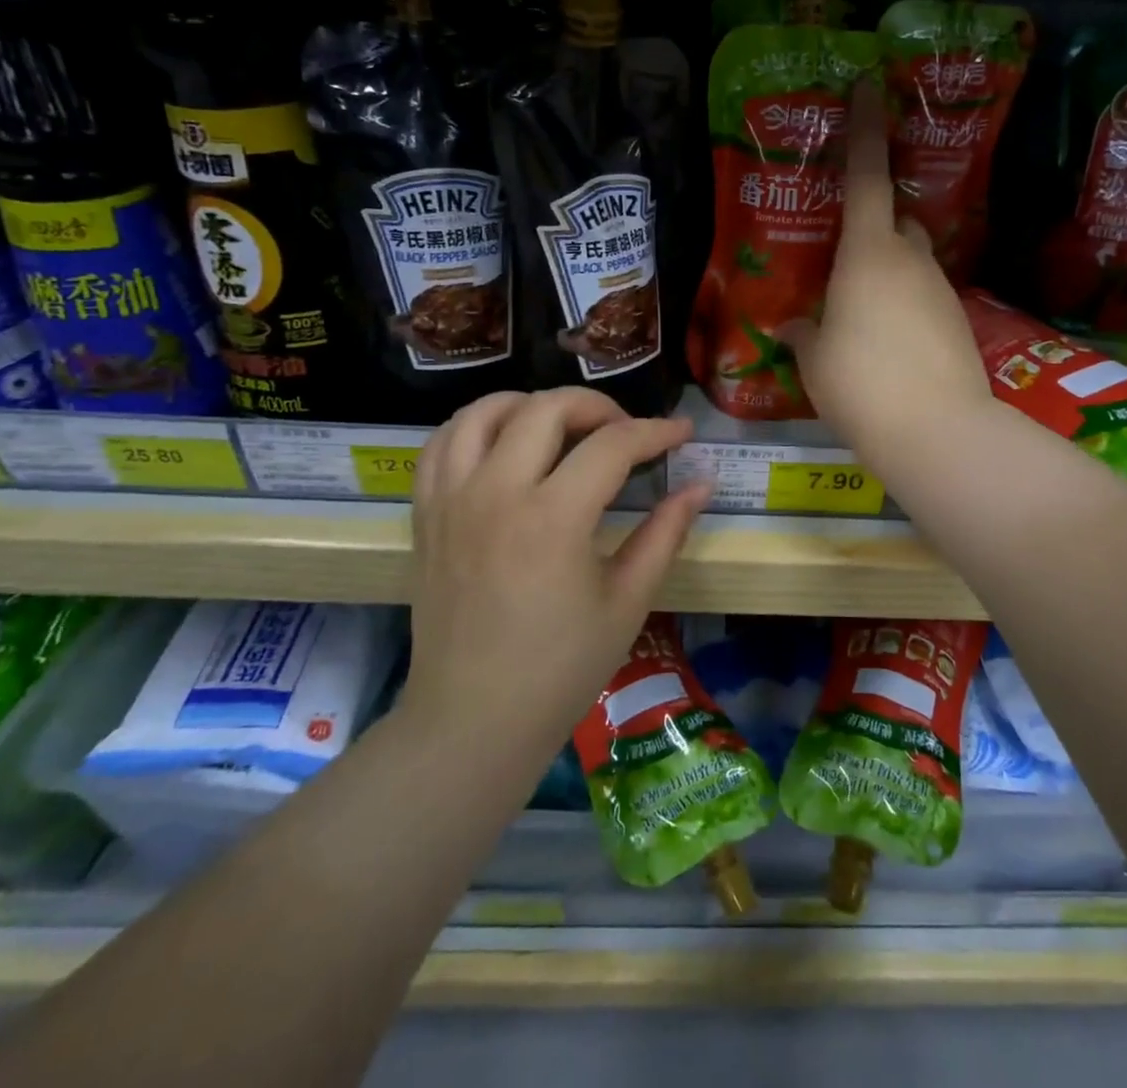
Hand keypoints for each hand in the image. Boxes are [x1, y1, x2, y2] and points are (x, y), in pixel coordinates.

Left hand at [404, 388, 709, 749]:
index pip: (612, 445)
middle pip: (546, 408)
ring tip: (562, 427)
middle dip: (597, 406)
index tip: (682, 432)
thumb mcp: (627, 601)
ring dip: (530, 404)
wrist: (473, 721)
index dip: (655, 431)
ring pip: (483, 412)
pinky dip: (475, 427)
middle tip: (625, 430)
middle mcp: (495, 493)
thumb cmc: (561, 669)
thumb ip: (665, 533)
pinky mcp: (425, 515)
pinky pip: (441, 444)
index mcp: (552, 519)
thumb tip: (701, 485)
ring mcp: (451, 500)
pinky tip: (503, 444)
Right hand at [779, 79, 991, 466]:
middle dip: (877, 224)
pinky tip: (890, 342)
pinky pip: (925, 296)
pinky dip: (906, 304)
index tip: (869, 87)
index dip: (865, 130)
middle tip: (847, 254)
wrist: (936, 430)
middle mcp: (910, 260)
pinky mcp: (958, 320)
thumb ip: (803, 334)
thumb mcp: (815, 360)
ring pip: (913, 260)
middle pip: (897, 220)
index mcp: (867, 254)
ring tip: (862, 313)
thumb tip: (792, 326)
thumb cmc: (859, 383)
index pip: (866, 177)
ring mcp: (940, 289)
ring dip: (890, 270)